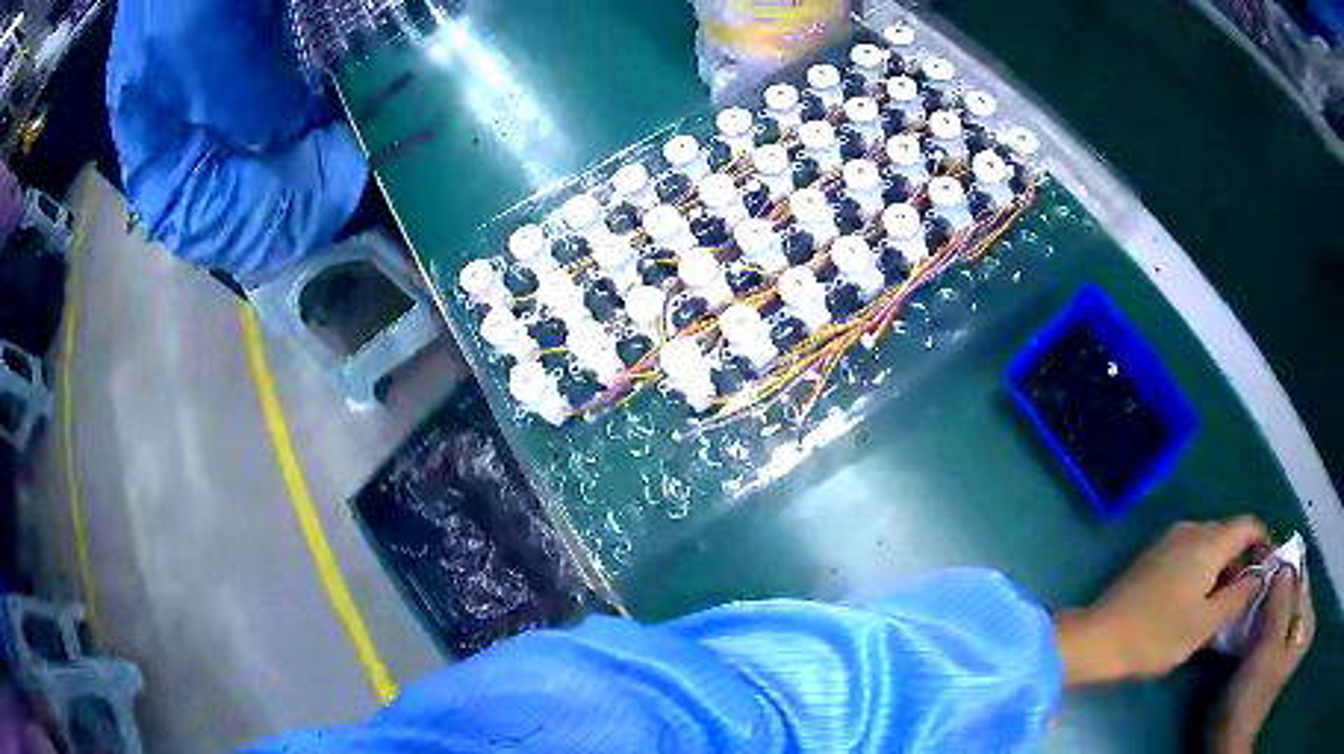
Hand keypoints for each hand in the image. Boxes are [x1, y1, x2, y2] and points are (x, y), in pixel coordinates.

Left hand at [1056, 518, 1268, 685]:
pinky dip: (1201, 573)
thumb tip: (1260, 576)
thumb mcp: (1205, 623)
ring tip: (1220, 607)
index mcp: (1209, 540)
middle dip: (1241, 562)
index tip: (1269, 569)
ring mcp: (1169, 541)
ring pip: (1209, 547)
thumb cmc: (1157, 635)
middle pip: (1229, 535)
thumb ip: (1238, 596)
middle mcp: (1191, 529)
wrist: (1098, 638)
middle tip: (1243, 598)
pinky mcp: (1153, 557)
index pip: (1249, 525)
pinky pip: (1190, 556)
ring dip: (1221, 571)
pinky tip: (1195, 604)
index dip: (1264, 542)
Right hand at [1210, 567, 1314, 753]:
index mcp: (1305, 625)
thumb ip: (1280, 604)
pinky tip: (1239, 619)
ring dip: (1260, 602)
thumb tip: (1284, 562)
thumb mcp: (1268, 650)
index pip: (1301, 580)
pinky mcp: (1266, 657)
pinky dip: (1254, 620)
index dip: (1285, 566)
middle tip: (1251, 574)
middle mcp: (1298, 629)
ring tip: (1242, 593)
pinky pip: (1264, 627)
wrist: (1228, 743)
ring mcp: (1282, 644)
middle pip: (1288, 594)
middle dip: (1271, 584)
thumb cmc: (1252, 699)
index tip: (1265, 554)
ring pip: (1275, 610)